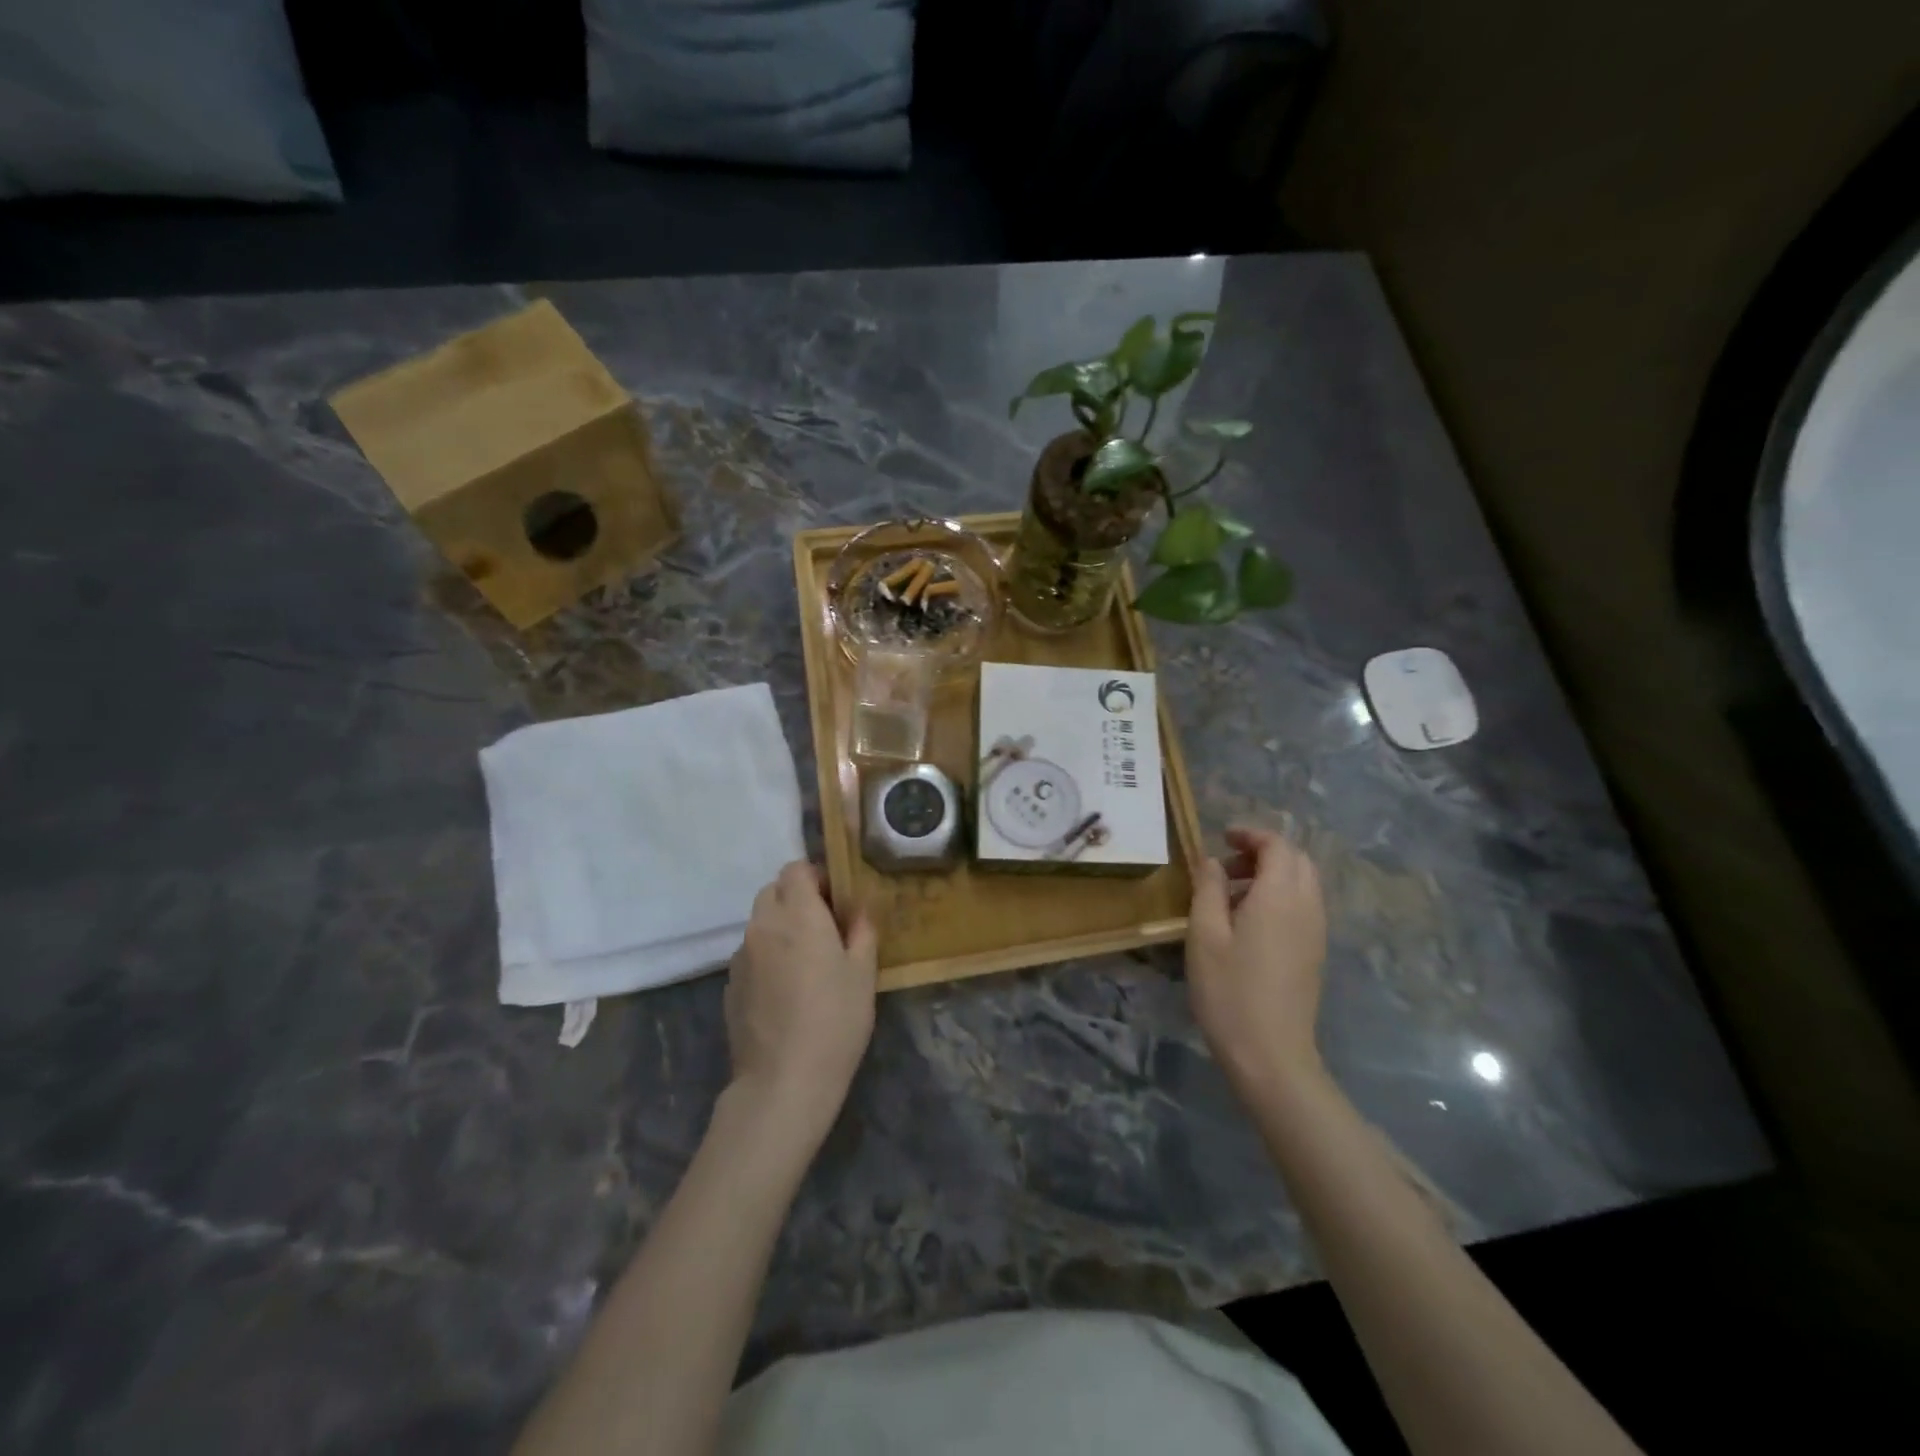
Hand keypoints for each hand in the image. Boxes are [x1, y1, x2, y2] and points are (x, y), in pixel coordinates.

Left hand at [724, 862, 877, 1140]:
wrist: (783, 1081)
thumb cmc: (835, 1020)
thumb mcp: (863, 973)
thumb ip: (861, 931)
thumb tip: (857, 910)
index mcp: (797, 914)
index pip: (796, 869)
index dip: (817, 876)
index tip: (836, 901)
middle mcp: (763, 925)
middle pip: (773, 891)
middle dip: (797, 898)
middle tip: (824, 927)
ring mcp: (741, 956)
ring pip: (760, 922)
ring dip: (781, 927)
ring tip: (806, 962)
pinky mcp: (731, 984)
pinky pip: (751, 953)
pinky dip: (767, 956)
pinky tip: (786, 990)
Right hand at [1186, 826, 1328, 1097]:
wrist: (1271, 1054)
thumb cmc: (1229, 991)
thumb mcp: (1205, 934)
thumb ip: (1208, 889)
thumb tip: (1211, 860)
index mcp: (1279, 897)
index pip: (1278, 846)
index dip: (1251, 835)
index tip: (1222, 839)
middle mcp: (1306, 907)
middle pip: (1297, 860)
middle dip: (1264, 852)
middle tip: (1226, 867)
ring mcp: (1316, 932)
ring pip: (1304, 883)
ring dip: (1272, 876)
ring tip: (1232, 895)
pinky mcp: (1315, 953)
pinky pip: (1304, 907)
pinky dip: (1280, 897)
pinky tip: (1249, 923)